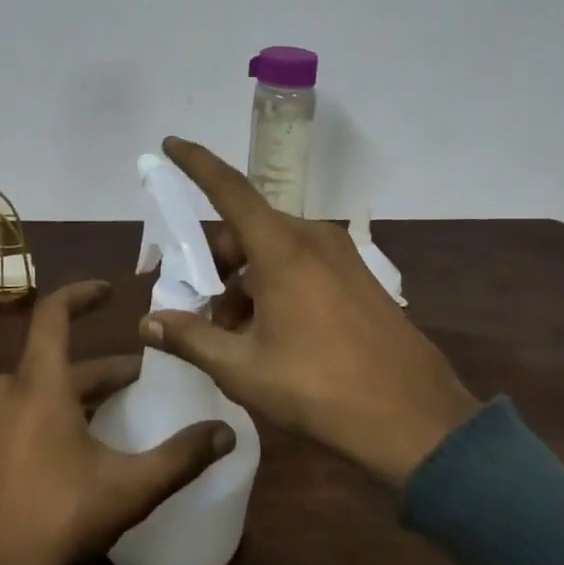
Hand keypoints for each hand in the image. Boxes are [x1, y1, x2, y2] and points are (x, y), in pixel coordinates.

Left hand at [0, 280, 236, 564]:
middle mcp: (9, 388)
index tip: (111, 292)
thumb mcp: (125, 489)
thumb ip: (178, 458)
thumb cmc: (53, 518)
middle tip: (143, 378)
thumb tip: (227, 433)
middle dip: (104, 367)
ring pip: (43, 386)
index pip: (53, 313)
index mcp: (39, 382)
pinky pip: (26, 409)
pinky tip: (83, 443)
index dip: (81, 294)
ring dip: (82, 391)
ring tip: (120, 410)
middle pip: (59, 359)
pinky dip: (57, 411)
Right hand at [143, 137, 479, 485]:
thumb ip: (191, 339)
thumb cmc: (320, 390)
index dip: (196, 162)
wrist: (416, 421)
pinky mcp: (356, 276)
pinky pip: (299, 264)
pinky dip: (272, 285)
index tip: (170, 143)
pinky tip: (267, 334)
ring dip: (242, 281)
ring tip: (231, 334)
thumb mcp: (244, 369)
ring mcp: (339, 256)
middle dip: (213, 261)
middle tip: (195, 305)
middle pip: (245, 230)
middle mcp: (311, 238)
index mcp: (282, 248)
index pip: (229, 189)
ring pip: (272, 250)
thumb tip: (148, 323)